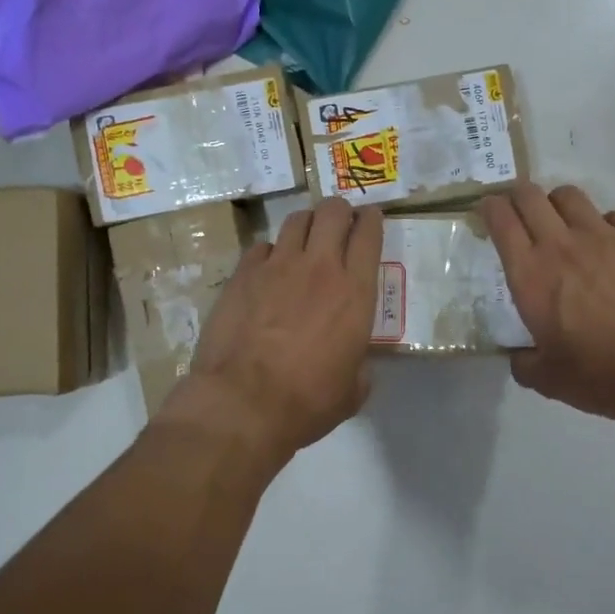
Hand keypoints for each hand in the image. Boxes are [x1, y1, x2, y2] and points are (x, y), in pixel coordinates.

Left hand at [161, 199, 383, 476]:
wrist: (243, 403)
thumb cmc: (307, 401)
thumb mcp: (352, 390)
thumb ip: (359, 366)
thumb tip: (356, 365)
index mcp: (355, 292)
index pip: (369, 234)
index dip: (371, 220)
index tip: (370, 218)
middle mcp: (320, 267)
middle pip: (332, 212)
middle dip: (339, 211)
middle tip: (339, 224)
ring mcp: (277, 266)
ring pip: (296, 220)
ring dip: (306, 224)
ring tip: (305, 238)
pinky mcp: (243, 274)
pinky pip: (262, 247)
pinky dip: (270, 252)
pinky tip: (268, 268)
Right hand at [480, 184, 614, 434]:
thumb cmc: (604, 373)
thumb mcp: (551, 381)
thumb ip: (525, 363)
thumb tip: (519, 356)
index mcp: (530, 275)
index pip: (501, 220)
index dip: (489, 208)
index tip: (487, 211)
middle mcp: (561, 245)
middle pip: (530, 195)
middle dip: (518, 196)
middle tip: (518, 213)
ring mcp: (603, 236)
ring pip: (569, 195)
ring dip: (556, 204)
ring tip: (561, 223)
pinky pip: (611, 215)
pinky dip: (600, 224)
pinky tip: (607, 246)